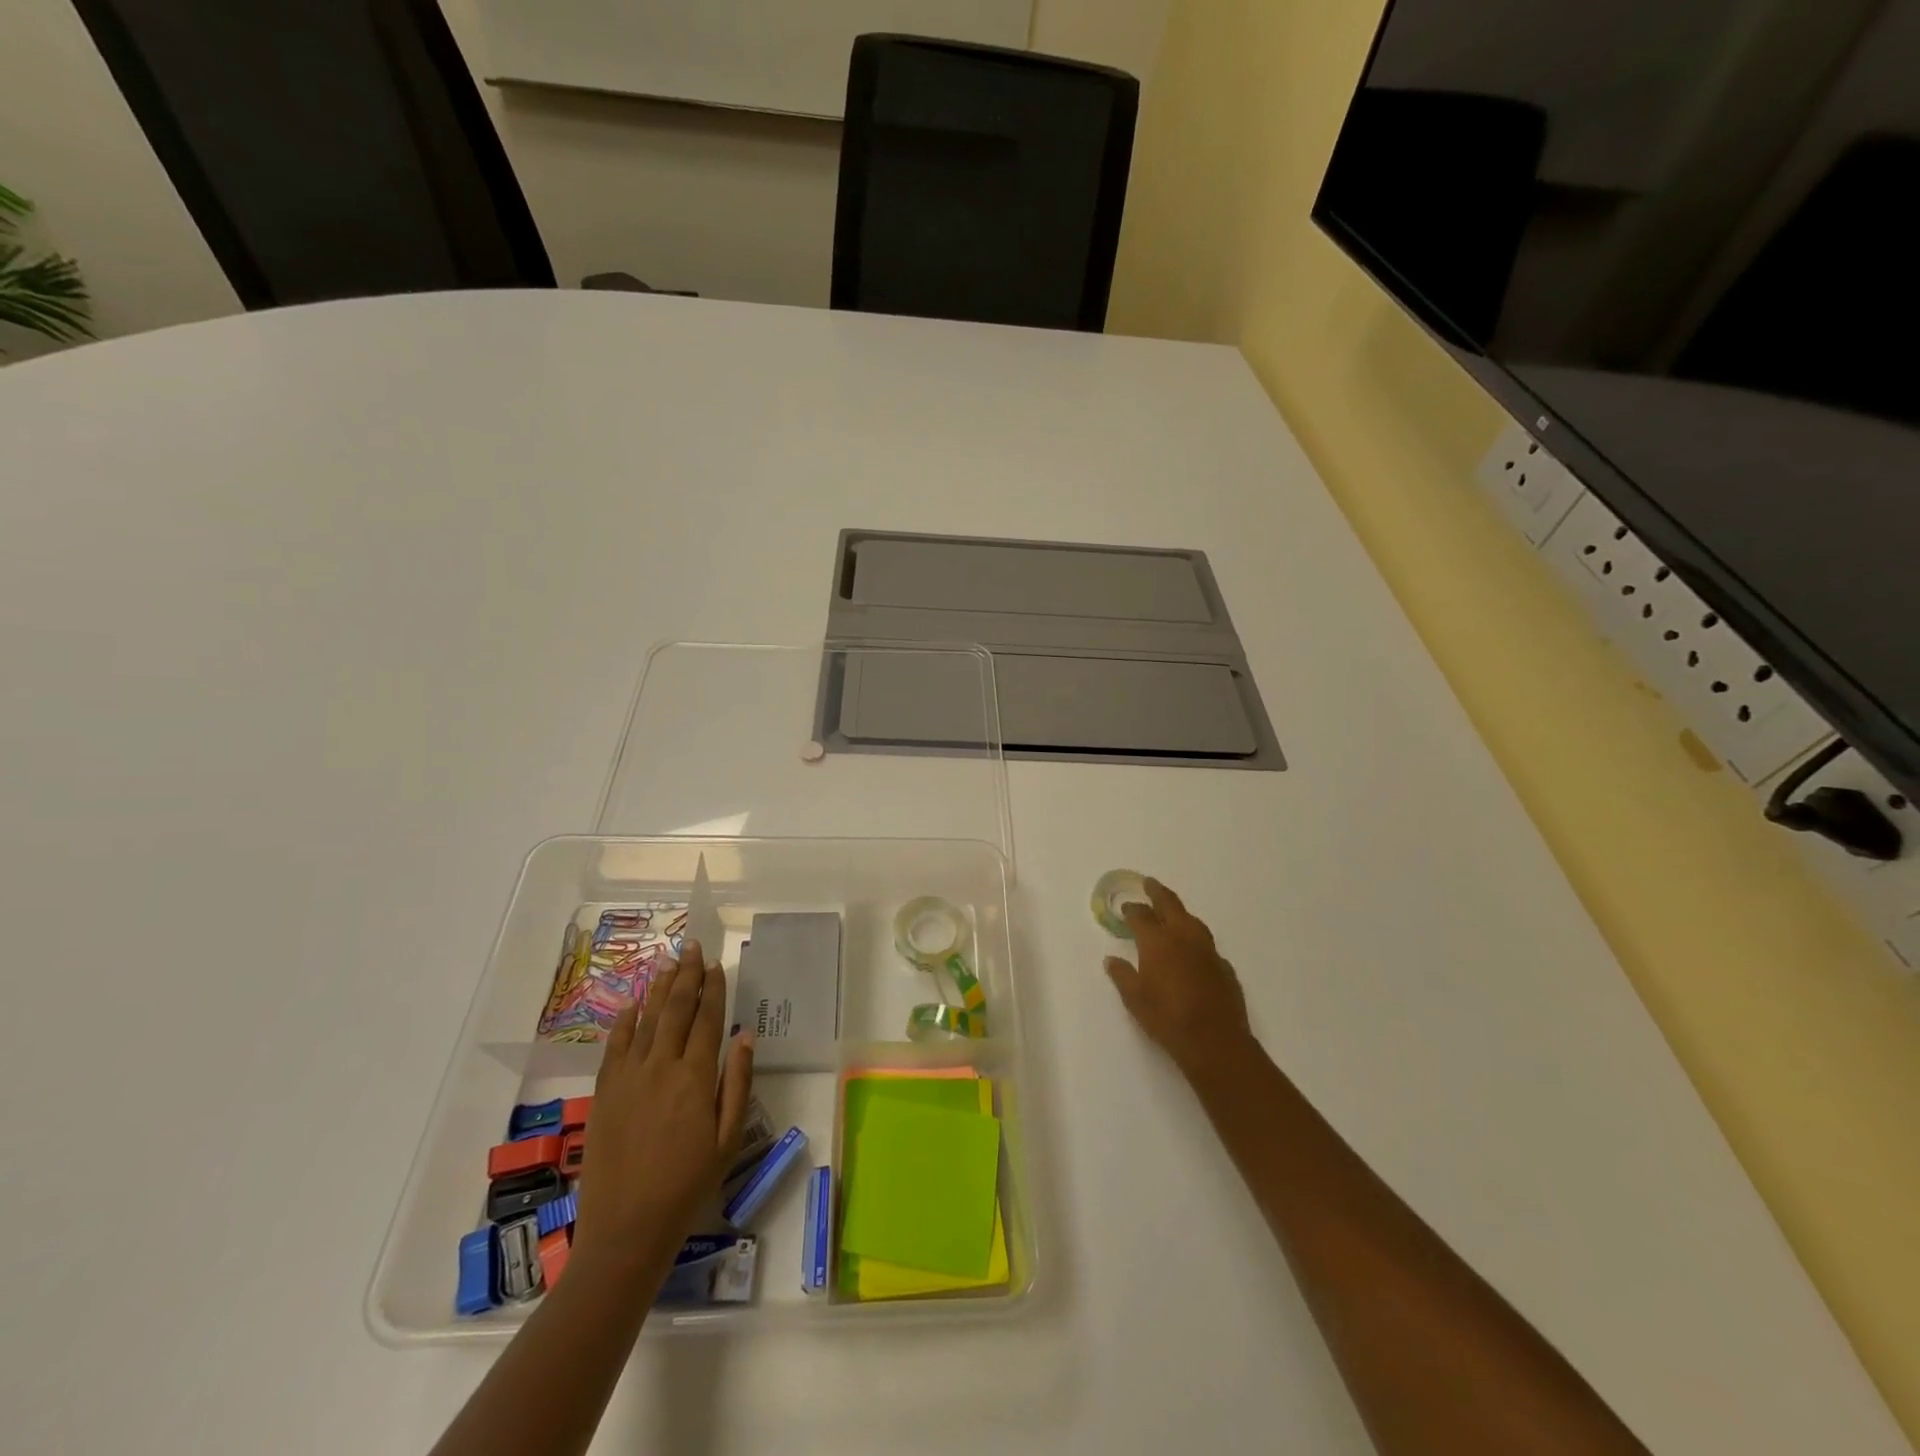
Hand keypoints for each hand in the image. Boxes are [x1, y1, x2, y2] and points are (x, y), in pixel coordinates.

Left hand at [570, 940, 753, 1285]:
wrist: (626, 1229)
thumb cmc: (688, 1186)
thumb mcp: (728, 1138)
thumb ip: (737, 1083)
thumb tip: (745, 1036)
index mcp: (695, 1077)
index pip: (707, 1019)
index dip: (712, 988)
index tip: (716, 964)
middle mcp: (661, 1067)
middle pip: (675, 1009)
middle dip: (686, 975)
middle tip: (692, 946)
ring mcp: (628, 1078)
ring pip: (646, 1020)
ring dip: (659, 988)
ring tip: (668, 962)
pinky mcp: (605, 1093)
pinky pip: (615, 1046)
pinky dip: (625, 1021)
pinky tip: (632, 1004)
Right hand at [1104, 878, 1254, 1080]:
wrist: (1216, 1042)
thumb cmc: (1168, 1019)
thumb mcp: (1135, 999)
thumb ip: (1122, 975)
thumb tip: (1111, 960)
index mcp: (1158, 942)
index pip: (1142, 916)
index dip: (1132, 909)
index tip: (1126, 908)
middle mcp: (1184, 938)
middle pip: (1170, 905)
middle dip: (1158, 893)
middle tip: (1150, 883)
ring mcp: (1208, 951)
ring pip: (1192, 921)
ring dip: (1179, 912)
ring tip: (1171, 912)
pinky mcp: (1224, 967)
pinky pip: (1206, 944)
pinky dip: (1195, 939)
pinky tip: (1192, 950)